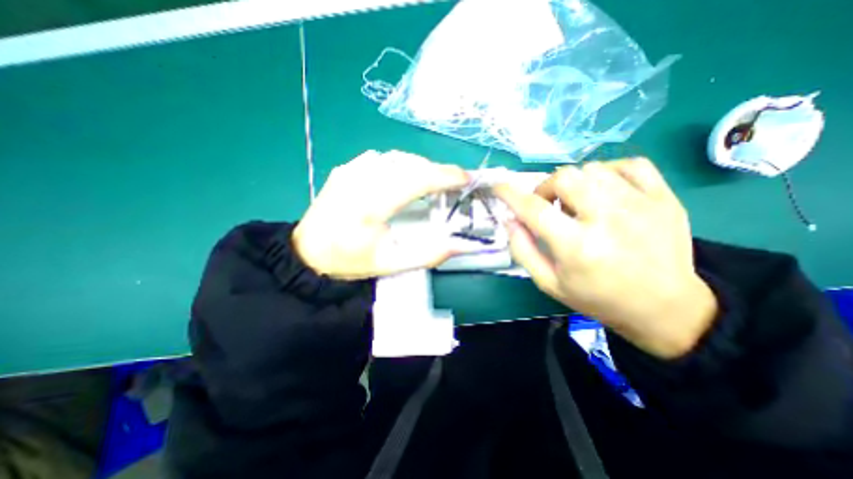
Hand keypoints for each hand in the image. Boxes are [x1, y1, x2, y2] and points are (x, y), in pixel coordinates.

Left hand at [292, 150, 464, 281]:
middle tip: (452, 184)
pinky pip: (382, 159)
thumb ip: (429, 255)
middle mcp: (361, 180)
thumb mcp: (391, 265)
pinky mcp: (346, 168)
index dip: (446, 175)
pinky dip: (401, 165)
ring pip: (397, 158)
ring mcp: (351, 170)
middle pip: (410, 164)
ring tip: (432, 182)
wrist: (308, 253)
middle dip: (437, 171)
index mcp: (372, 206)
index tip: (466, 178)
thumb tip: (460, 244)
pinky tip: (405, 179)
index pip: (416, 180)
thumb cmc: (350, 261)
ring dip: (421, 167)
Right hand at [493, 160, 718, 356]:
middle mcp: (608, 220)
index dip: (510, 194)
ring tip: (579, 204)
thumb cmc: (597, 298)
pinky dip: (609, 173)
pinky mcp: (665, 198)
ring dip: (575, 184)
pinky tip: (606, 191)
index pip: (533, 208)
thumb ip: (523, 250)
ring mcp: (642, 205)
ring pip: (593, 168)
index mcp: (577, 247)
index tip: (499, 187)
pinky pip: (630, 164)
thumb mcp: (549, 283)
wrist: (665, 307)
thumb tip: (510, 219)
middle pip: (564, 177)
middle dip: (545, 188)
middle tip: (548, 205)